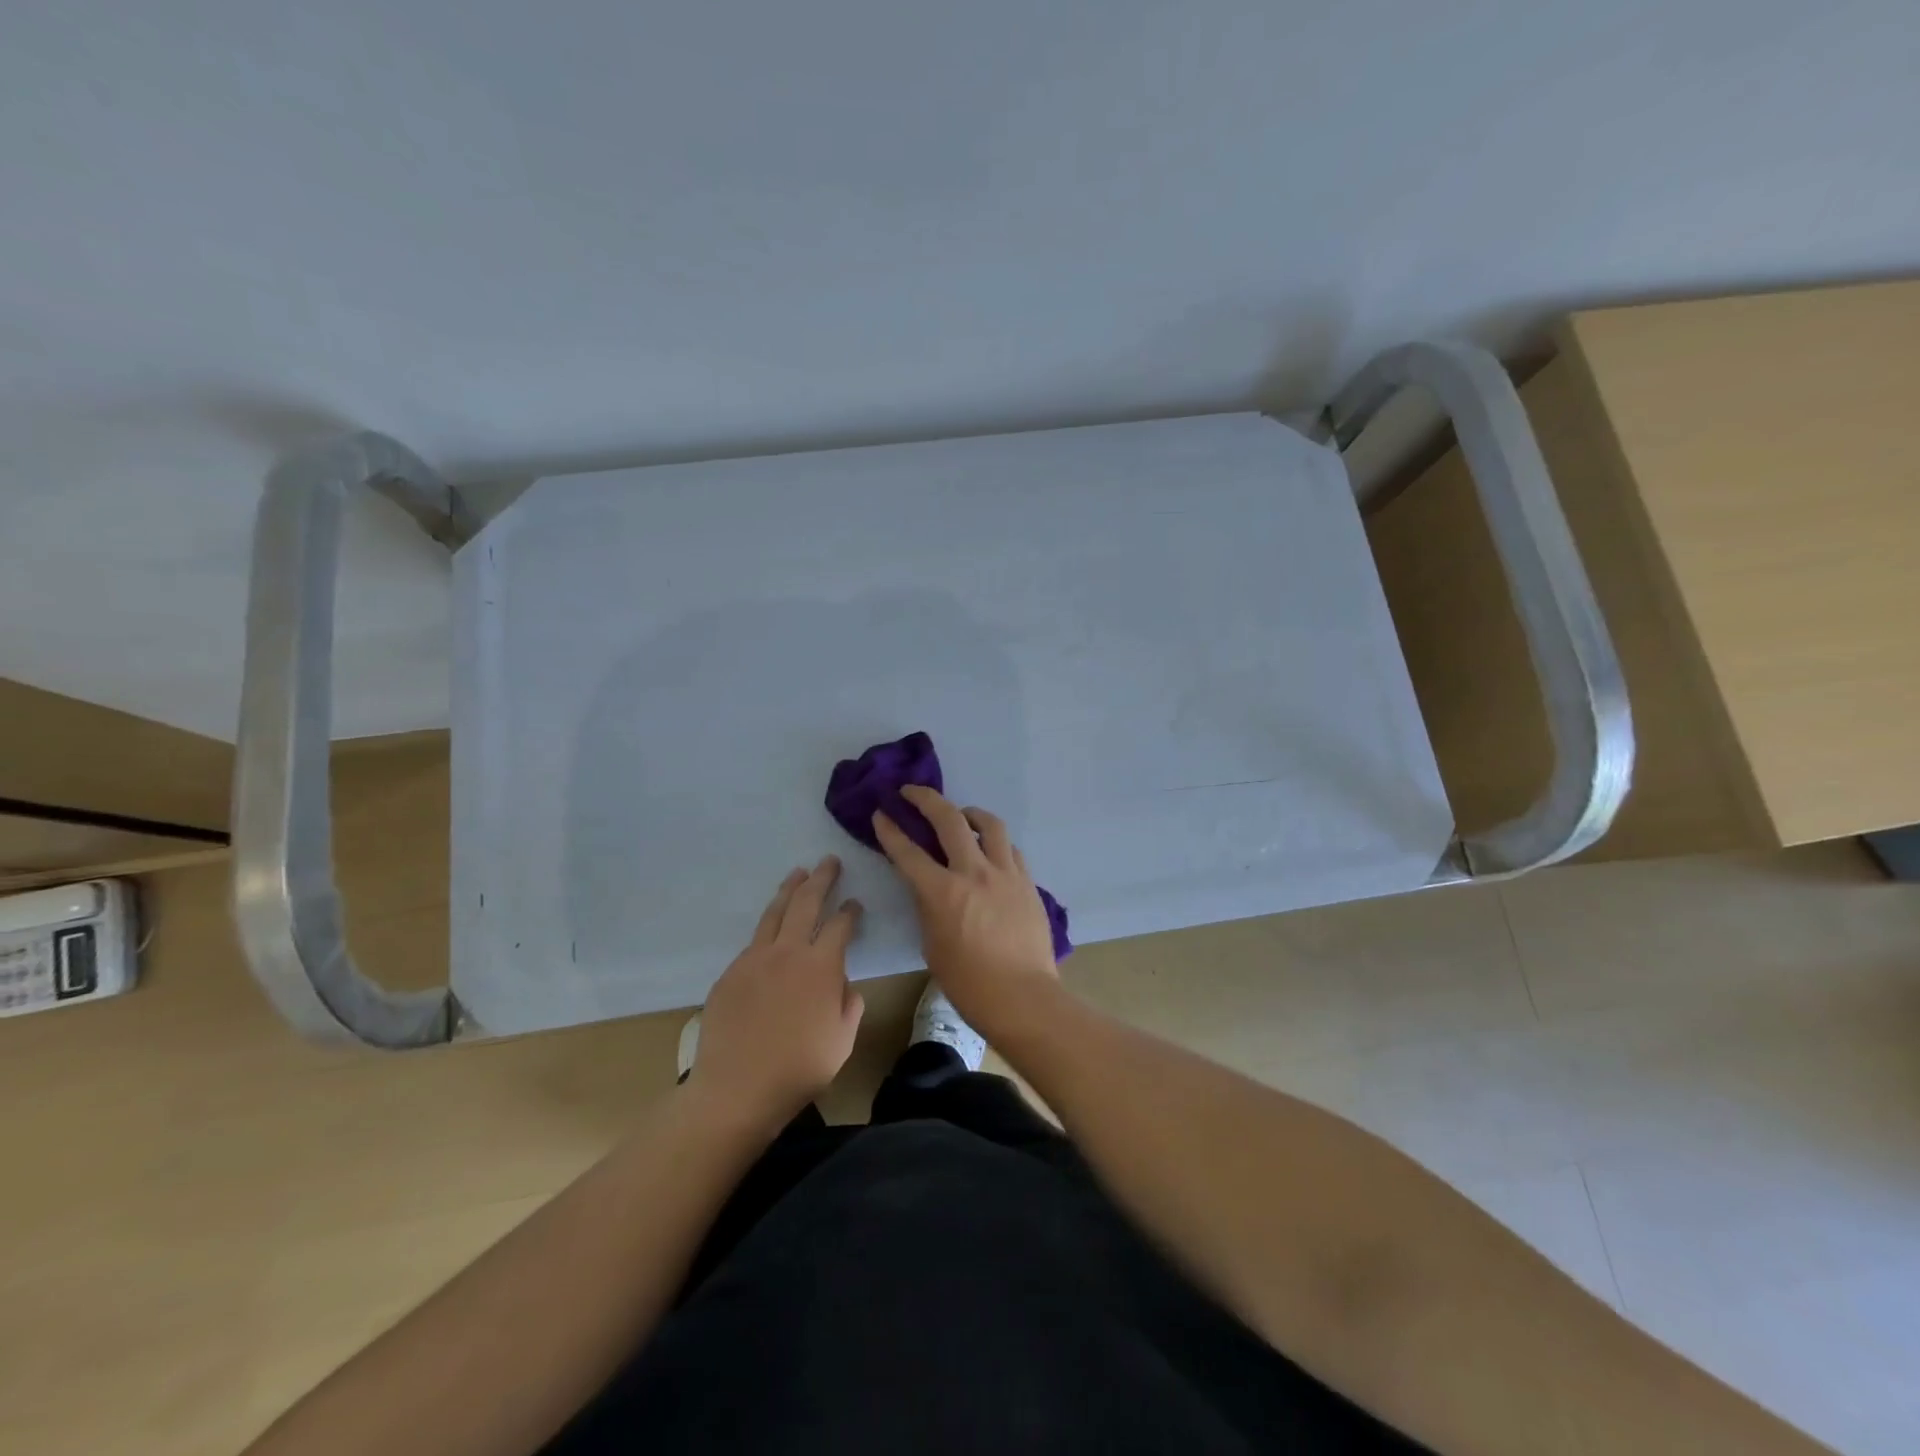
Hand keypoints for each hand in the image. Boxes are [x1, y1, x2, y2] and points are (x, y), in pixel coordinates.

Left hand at [690, 858, 864, 1125]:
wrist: (736, 1089)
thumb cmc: (799, 1069)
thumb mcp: (843, 1040)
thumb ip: (849, 1005)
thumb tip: (842, 984)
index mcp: (821, 966)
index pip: (840, 925)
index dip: (850, 911)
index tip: (855, 903)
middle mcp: (788, 952)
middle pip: (806, 903)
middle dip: (820, 879)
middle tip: (828, 861)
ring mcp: (754, 959)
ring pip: (774, 913)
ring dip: (789, 890)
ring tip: (798, 873)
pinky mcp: (730, 973)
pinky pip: (753, 942)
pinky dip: (767, 927)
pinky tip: (771, 929)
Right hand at [872, 786, 1059, 1039]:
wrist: (1023, 997)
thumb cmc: (969, 983)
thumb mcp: (932, 946)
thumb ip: (928, 908)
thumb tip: (930, 888)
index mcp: (943, 893)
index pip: (909, 852)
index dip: (890, 830)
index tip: (880, 814)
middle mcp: (974, 873)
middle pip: (949, 820)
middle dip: (926, 799)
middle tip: (912, 791)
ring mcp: (1006, 874)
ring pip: (989, 824)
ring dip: (969, 813)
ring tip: (961, 815)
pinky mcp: (1027, 882)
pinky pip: (1010, 849)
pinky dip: (995, 843)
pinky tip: (990, 851)